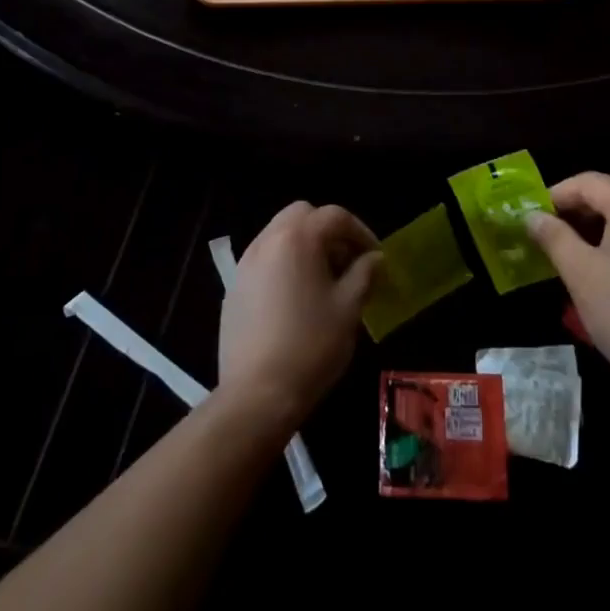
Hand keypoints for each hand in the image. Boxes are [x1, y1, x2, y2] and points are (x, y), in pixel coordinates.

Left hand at [218, 202, 381, 431]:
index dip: (360, 231)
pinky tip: (296, 299)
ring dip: (305, 245)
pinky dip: (284, 264)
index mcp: (298, 237)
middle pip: (302, 215)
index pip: (335, 216)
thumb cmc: (311, 346)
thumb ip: (364, 273)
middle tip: (347, 260)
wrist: (256, 395)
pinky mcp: (234, 288)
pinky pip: (264, 259)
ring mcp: (246, 263)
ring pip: (280, 234)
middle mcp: (268, 240)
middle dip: (328, 231)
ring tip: (324, 280)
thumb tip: (375, 258)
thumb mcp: (349, 308)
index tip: (375, 256)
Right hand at [525, 173, 609, 401]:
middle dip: (578, 213)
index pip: (589, 182)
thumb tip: (532, 216)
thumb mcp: (580, 273)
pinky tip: (609, 272)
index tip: (536, 218)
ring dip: (600, 229)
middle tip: (550, 237)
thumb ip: (553, 236)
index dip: (557, 195)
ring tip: (575, 255)